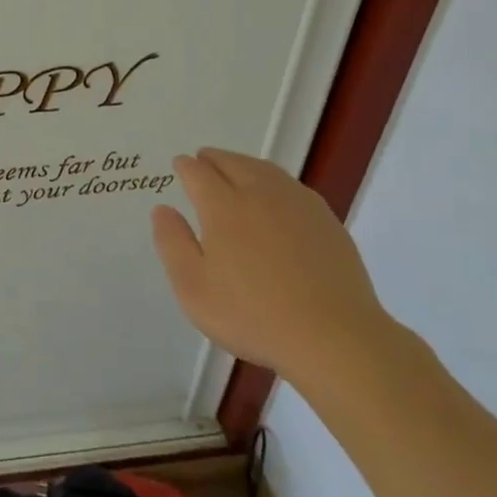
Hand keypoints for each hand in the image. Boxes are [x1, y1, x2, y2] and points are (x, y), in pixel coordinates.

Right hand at [152, 147, 392, 389]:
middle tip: (203, 159)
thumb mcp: (193, 288)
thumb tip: (163, 209)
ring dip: (244, 164)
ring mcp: (298, 205)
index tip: (180, 165)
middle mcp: (260, 194)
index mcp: (224, 207)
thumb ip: (173, 244)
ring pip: (265, 170)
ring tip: (236, 169)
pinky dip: (274, 180)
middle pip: (233, 163)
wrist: (334, 337)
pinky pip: (291, 186)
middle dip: (214, 158)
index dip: (186, 167)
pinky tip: (275, 196)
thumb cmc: (252, 315)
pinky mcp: (326, 221)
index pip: (199, 173)